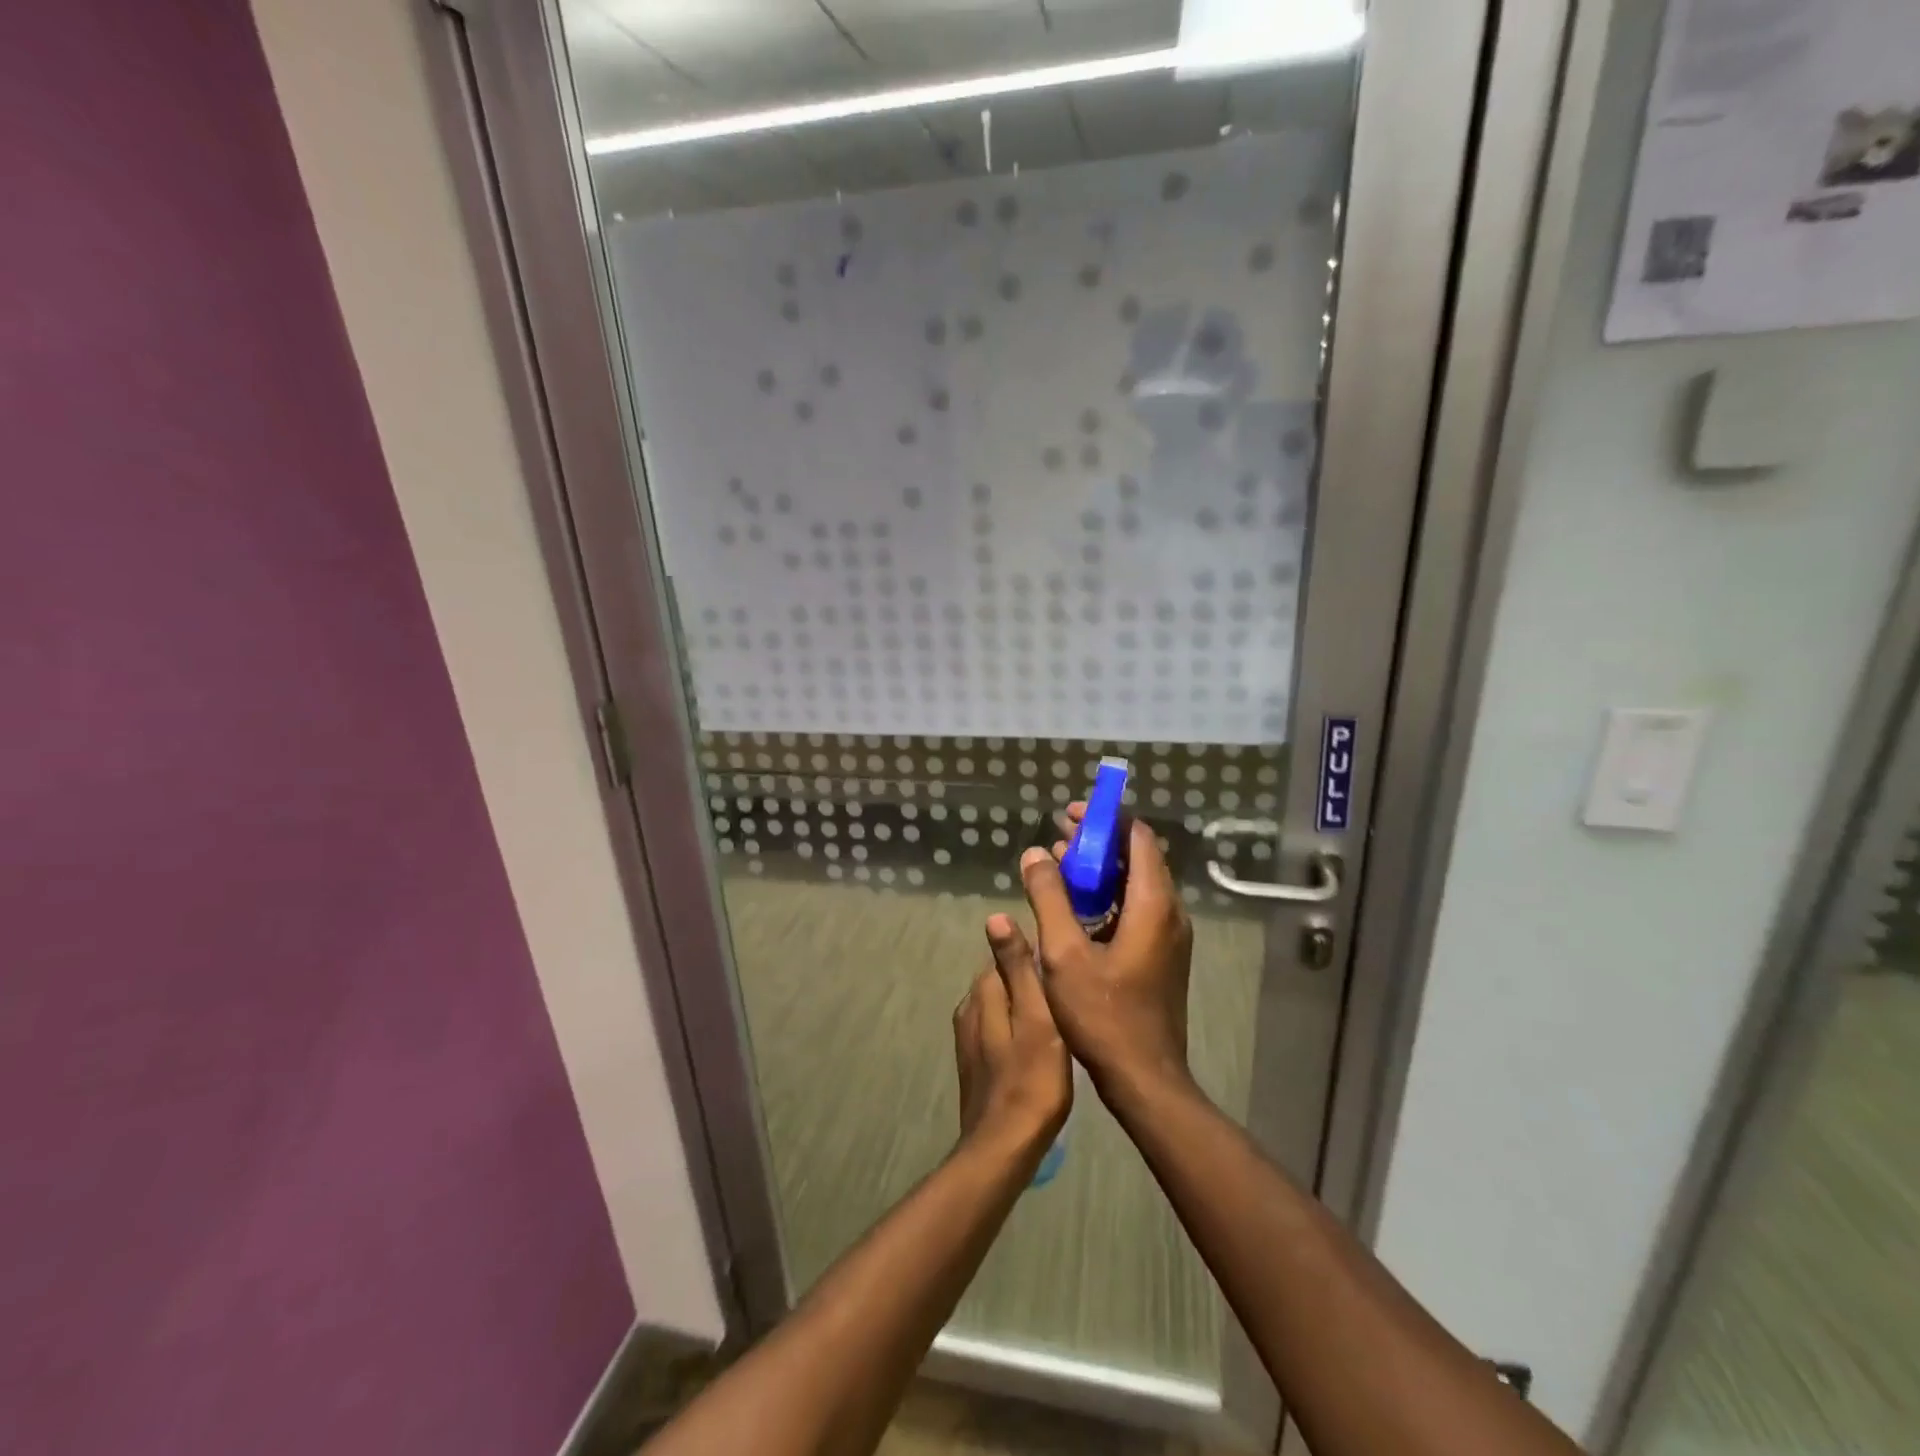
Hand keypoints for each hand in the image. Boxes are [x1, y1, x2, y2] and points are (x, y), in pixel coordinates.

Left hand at [953, 915, 1072, 1157]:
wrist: (1004, 1147)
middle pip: (1005, 978)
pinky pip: (1000, 1029)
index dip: (1038, 955)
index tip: (1067, 961)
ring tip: (1061, 1015)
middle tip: (1070, 990)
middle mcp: (969, 1008)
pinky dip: (1019, 1028)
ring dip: (1026, 1005)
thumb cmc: (1031, 1079)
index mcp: (983, 991)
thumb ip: (1017, 967)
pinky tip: (1042, 1044)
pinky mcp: (976, 1062)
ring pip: (1002, 1005)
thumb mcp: (1036, 1016)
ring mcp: (969, 1037)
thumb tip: (995, 916)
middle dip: (1032, 979)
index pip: (1008, 953)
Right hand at [1018, 807, 1194, 1106]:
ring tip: (1060, 868)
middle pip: (1137, 857)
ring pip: (1136, 884)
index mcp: (1153, 904)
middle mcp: (1170, 912)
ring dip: (1101, 871)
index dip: (1104, 820)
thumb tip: (1036, 853)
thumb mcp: (1064, 954)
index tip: (1069, 816)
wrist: (1145, 1078)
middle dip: (1098, 843)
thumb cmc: (1103, 1015)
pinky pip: (1137, 908)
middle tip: (1058, 838)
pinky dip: (1109, 896)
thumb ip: (1049, 898)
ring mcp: (1169, 935)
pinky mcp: (1162, 954)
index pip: (1137, 837)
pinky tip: (1076, 908)